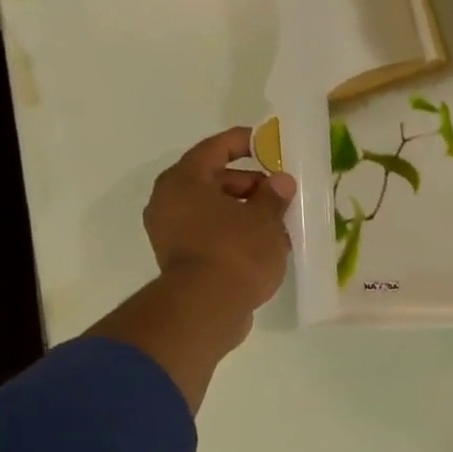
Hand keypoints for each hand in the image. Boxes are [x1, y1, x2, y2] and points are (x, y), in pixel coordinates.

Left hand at [143, 126, 297, 320]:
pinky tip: (264, 246)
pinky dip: (236, 235)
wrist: (207, 308)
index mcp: (184, 180)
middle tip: (282, 193)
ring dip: (245, 213)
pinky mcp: (182, 260)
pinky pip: (212, 235)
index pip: (215, 148)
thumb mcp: (264, 220)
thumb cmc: (235, 252)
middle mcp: (170, 201)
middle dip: (251, 185)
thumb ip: (274, 196)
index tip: (267, 144)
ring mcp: (172, 233)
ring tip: (280, 223)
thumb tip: (281, 182)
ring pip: (214, 211)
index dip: (243, 143)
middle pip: (214, 181)